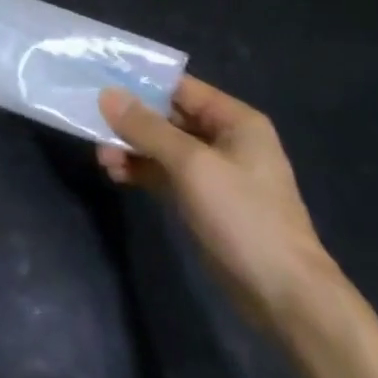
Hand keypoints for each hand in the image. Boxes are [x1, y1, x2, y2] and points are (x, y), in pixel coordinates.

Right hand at [98, 77, 340, 329]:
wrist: (285, 296)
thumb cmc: (244, 217)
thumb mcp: (191, 165)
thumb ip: (147, 128)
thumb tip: (107, 95)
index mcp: (234, 120)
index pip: (180, 87)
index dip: (141, 82)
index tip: (99, 80)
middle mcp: (224, 139)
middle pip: (167, 116)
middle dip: (130, 120)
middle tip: (92, 124)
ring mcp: (213, 172)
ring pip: (161, 147)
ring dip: (131, 148)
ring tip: (103, 158)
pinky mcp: (202, 201)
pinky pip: (163, 173)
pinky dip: (140, 170)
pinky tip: (116, 174)